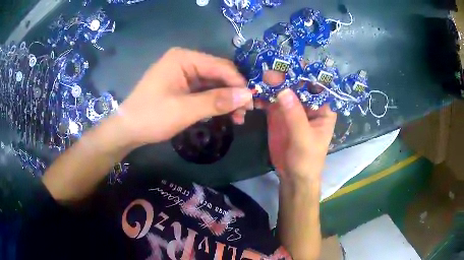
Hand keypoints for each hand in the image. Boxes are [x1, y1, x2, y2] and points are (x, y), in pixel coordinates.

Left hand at [115, 48, 252, 147]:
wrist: (127, 130)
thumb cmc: (151, 116)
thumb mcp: (185, 110)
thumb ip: (217, 101)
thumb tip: (248, 95)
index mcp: (184, 58)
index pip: (220, 66)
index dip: (238, 83)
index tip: (252, 102)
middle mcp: (185, 61)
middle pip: (218, 74)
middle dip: (233, 93)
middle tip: (246, 113)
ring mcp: (183, 73)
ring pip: (213, 84)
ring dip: (226, 99)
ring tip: (238, 118)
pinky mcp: (181, 86)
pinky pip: (204, 91)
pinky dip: (214, 103)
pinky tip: (224, 114)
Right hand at [260, 71, 336, 182]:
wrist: (292, 176)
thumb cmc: (307, 160)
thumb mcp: (304, 139)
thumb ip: (294, 115)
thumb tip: (282, 89)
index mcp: (322, 107)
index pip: (317, 84)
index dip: (306, 72)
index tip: (291, 62)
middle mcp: (308, 103)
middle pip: (297, 83)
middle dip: (284, 75)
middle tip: (269, 68)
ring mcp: (291, 107)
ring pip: (282, 89)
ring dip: (271, 83)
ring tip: (258, 77)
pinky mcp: (278, 114)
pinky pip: (270, 99)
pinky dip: (262, 95)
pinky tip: (253, 92)